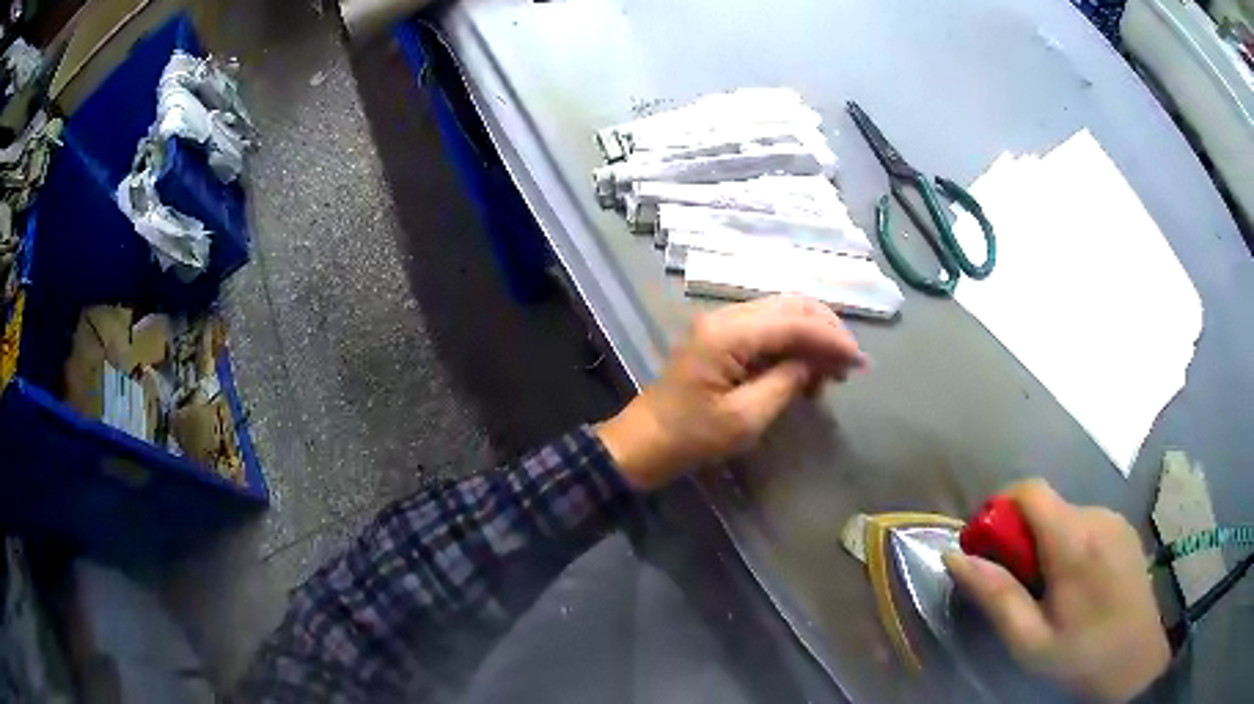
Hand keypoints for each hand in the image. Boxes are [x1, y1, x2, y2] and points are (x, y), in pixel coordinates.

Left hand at [596, 295, 864, 490]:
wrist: (645, 442)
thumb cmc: (692, 437)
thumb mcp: (746, 418)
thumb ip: (786, 382)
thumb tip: (816, 361)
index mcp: (728, 334)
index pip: (795, 322)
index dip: (832, 339)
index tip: (860, 363)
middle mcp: (725, 316)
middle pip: (791, 306)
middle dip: (826, 332)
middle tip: (848, 366)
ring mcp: (721, 323)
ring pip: (782, 313)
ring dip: (812, 337)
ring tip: (830, 374)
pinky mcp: (721, 336)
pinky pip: (767, 328)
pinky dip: (793, 344)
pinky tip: (804, 372)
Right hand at [944, 480, 1169, 702]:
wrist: (1135, 658)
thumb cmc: (1080, 655)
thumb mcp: (1029, 641)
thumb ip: (995, 596)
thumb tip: (955, 557)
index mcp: (1074, 541)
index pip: (1030, 491)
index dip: (999, 508)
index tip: (985, 549)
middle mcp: (1097, 516)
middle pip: (1045, 505)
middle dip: (1020, 537)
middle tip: (1016, 585)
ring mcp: (1115, 519)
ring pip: (1064, 515)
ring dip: (1044, 542)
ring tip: (1047, 590)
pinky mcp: (1124, 528)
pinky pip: (1085, 523)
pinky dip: (1067, 543)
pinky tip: (1074, 584)